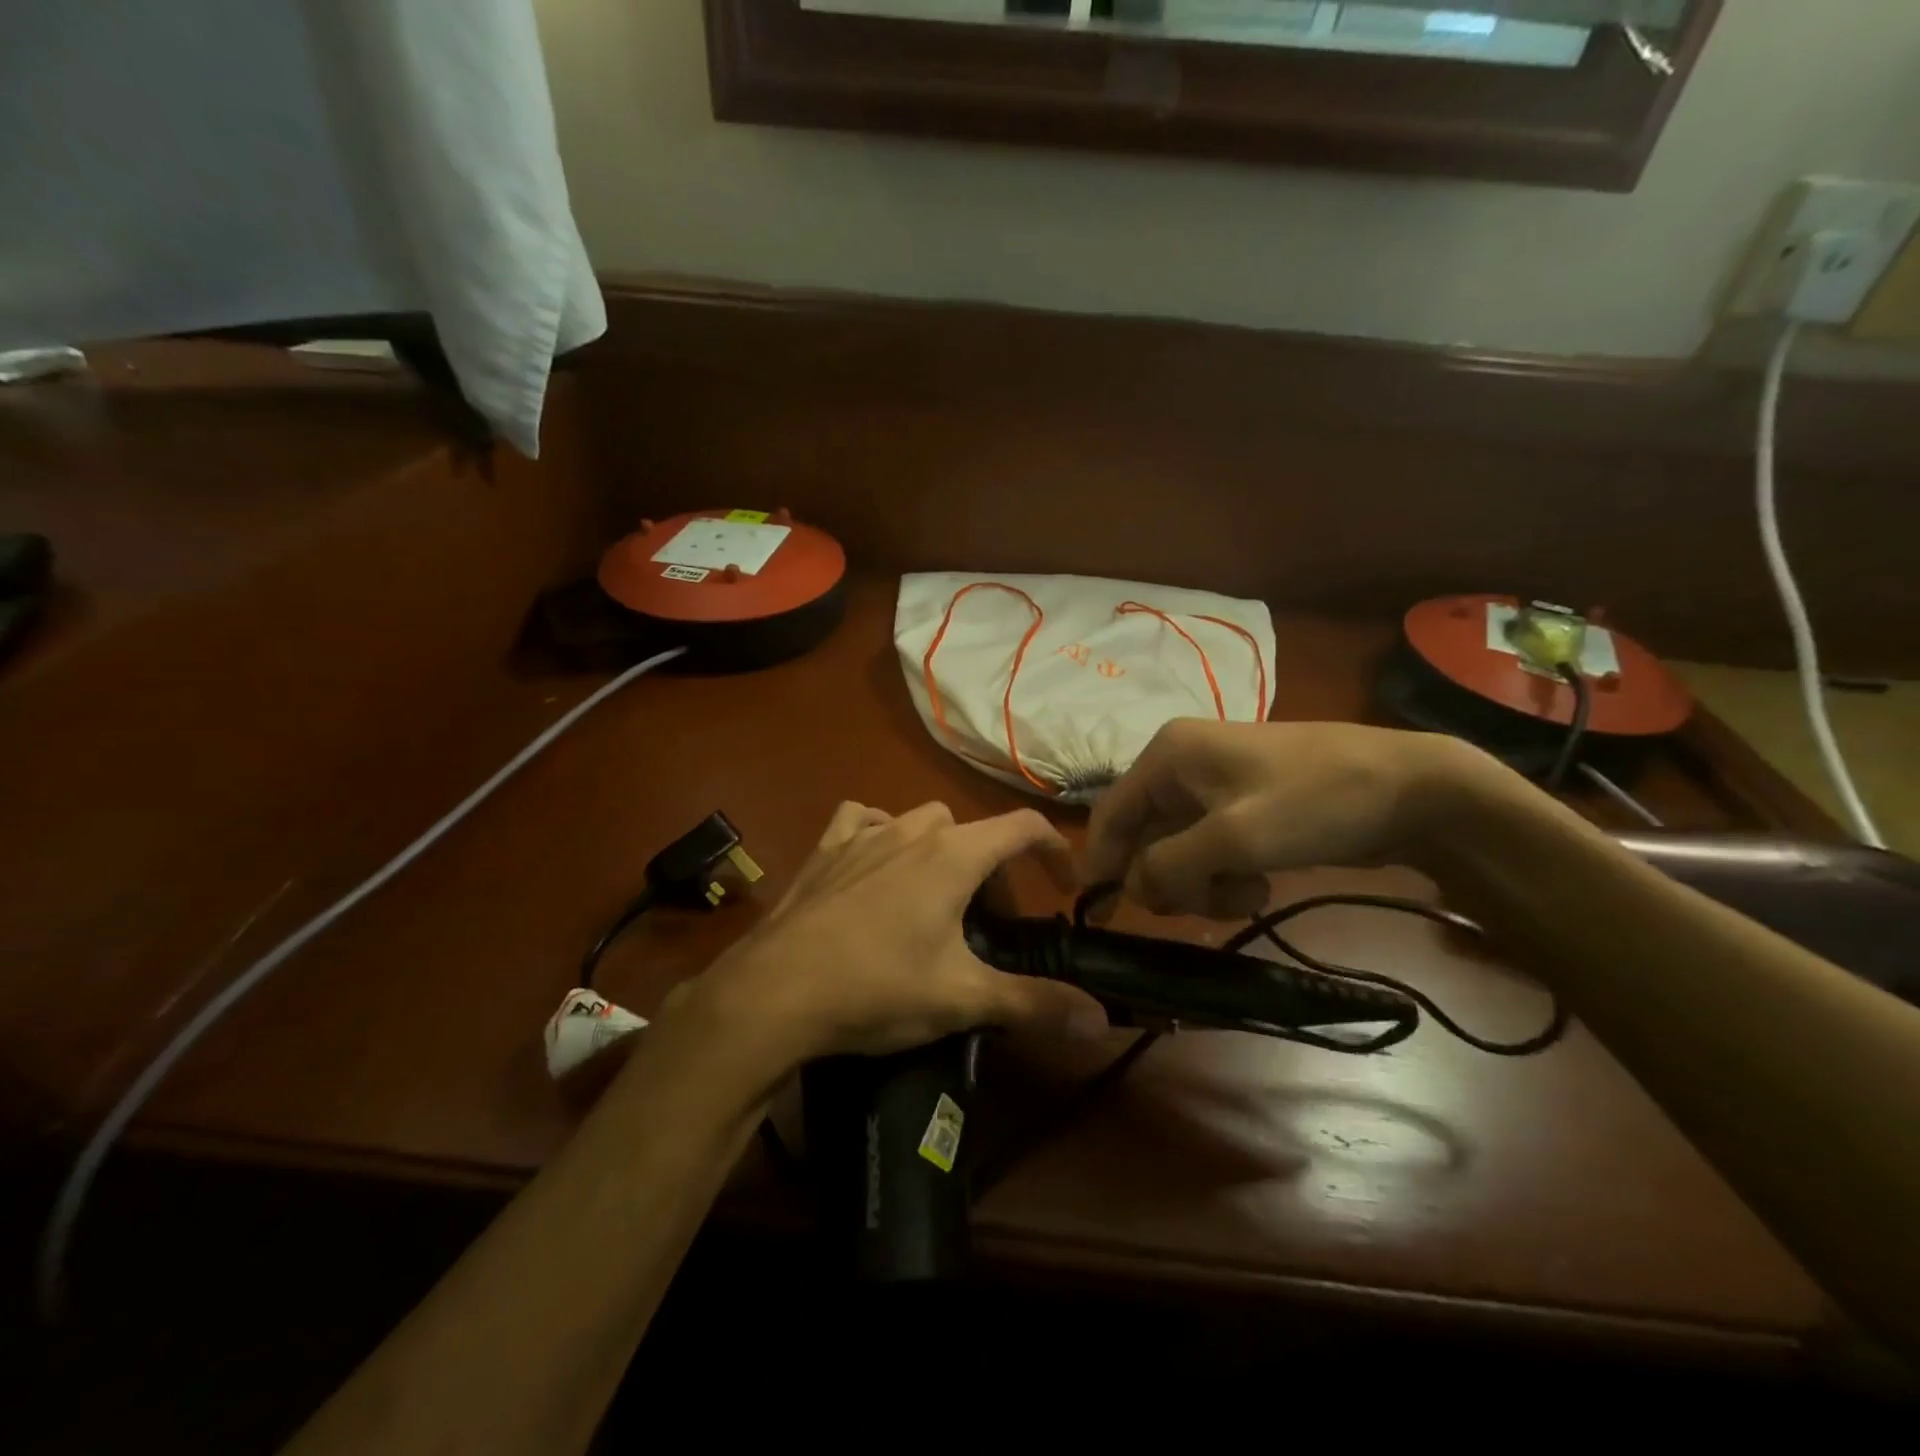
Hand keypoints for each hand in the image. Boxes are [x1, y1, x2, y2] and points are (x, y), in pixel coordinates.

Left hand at [693, 801, 1102, 1065]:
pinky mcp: (825, 850)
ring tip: (936, 899)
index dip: (1054, 850)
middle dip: (992, 871)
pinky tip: (876, 865)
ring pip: (920, 822)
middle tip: (988, 925)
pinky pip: (863, 820)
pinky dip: (881, 833)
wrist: (775, 990)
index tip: (1065, 887)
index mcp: (953, 855)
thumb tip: (1100, 1020)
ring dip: (941, 851)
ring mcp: (864, 835)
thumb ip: (1035, 1004)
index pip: (1023, 827)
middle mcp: (912, 831)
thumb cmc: (877, 987)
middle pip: (972, 833)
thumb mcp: (963, 999)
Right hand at [1085, 719, 1459, 917]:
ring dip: (1202, 883)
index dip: (1100, 865)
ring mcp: (1214, 787)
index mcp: (1168, 755)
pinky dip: (1225, 876)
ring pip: (1177, 851)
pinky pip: (1209, 852)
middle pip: (1143, 838)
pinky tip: (1260, 882)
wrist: (1414, 788)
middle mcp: (1181, 765)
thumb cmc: (1315, 802)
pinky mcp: (1243, 808)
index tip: (1099, 916)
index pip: (1110, 814)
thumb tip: (1132, 888)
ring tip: (1248, 892)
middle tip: (1203, 904)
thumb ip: (1168, 865)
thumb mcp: (1234, 838)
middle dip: (1169, 879)